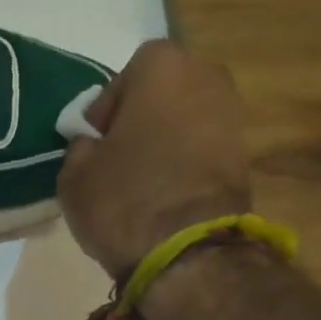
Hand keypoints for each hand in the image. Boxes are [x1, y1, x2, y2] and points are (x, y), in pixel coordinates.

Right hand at [56, 40, 254, 273]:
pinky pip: (203, 149)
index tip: (95, 143)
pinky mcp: (246, 156)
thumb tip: (93, 145)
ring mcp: (233, 116)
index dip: (106, 109)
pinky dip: (186, 164)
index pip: (125, 76)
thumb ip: (81, 146)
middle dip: (141, 119)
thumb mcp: (74, 174)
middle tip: (118, 158)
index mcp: (162, 67)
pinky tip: (165, 195)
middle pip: (163, 93)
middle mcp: (207, 77)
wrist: (188, 252)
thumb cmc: (124, 199)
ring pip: (185, 121)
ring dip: (165, 142)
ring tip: (142, 181)